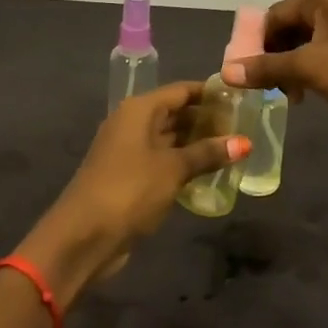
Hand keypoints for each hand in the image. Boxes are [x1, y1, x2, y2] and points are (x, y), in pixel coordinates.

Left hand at [18, 82, 247, 306]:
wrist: (83, 237)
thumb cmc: (129, 190)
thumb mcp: (173, 169)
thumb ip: (207, 153)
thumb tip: (244, 142)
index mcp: (139, 110)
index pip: (181, 91)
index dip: (210, 93)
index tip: (240, 98)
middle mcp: (132, 123)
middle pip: (175, 113)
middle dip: (207, 120)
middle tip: (244, 127)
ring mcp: (129, 151)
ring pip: (170, 139)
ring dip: (197, 144)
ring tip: (234, 149)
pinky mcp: (130, 177)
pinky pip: (163, 161)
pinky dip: (184, 164)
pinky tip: (210, 173)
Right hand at [221, 0, 327, 142]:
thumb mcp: (309, 68)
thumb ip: (266, 68)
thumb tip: (227, 71)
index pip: (274, 15)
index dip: (255, 45)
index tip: (243, 75)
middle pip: (289, 27)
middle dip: (274, 58)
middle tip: (266, 89)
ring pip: (306, 44)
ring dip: (291, 69)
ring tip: (288, 96)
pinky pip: (324, 55)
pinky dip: (310, 72)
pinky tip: (307, 95)